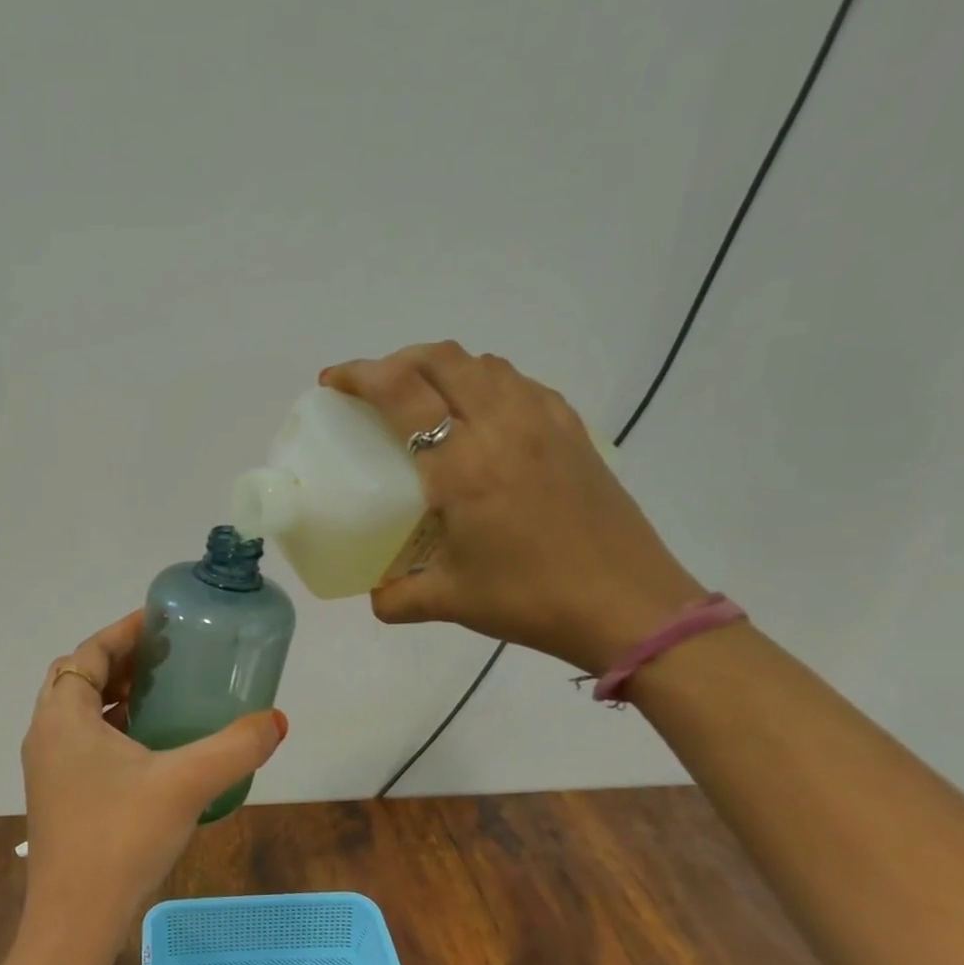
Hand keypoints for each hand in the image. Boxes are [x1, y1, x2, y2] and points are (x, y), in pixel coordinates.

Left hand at [20, 612, 287, 957]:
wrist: (75, 922)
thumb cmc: (120, 838)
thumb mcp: (185, 784)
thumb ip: (235, 748)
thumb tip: (277, 720)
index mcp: (63, 717)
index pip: (88, 653)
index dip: (123, 632)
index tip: (161, 622)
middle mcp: (46, 735)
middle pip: (80, 678)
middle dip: (121, 661)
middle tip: (167, 656)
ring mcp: (48, 769)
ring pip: (80, 713)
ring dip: (115, 695)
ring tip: (163, 692)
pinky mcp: (58, 796)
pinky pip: (83, 743)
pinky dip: (113, 729)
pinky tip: (152, 747)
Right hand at [322, 342, 705, 673]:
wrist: (629, 606)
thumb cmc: (531, 599)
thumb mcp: (450, 602)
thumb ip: (398, 597)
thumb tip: (374, 595)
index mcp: (464, 465)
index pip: (402, 392)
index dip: (361, 375)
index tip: (334, 382)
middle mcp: (503, 428)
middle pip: (443, 359)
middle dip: (398, 360)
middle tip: (374, 388)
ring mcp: (545, 423)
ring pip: (485, 364)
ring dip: (444, 367)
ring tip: (424, 398)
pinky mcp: (574, 431)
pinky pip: (521, 383)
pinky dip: (487, 382)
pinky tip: (482, 416)